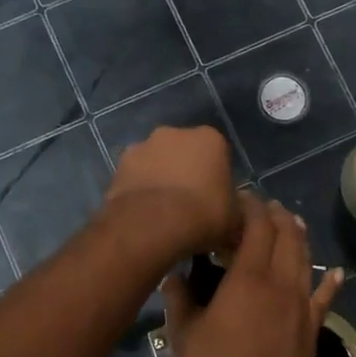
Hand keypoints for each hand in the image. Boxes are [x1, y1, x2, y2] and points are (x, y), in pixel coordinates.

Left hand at [105, 126, 240, 258]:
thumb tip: (236, 211)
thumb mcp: (236, 218)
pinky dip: (138, 190)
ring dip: (159, 179)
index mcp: (209, 138)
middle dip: (185, 172)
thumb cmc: (204, 214)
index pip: (217, 154)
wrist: (154, 224)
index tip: (214, 200)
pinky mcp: (118, 166)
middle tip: (188, 205)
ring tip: (162, 213)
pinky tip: (143, 214)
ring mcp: (142, 146)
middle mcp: (174, 133)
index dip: (216, 177)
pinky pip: (135, 178)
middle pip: (183, 152)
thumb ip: (237, 208)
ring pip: (156, 162)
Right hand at [161, 193, 343, 356]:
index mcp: (249, 277)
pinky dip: (331, 281)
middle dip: (276, 214)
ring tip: (291, 222)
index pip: (257, 226)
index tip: (239, 197)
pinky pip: (326, 297)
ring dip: (298, 236)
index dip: (250, 206)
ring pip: (306, 258)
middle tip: (263, 206)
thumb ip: (178, 299)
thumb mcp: (184, 336)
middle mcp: (281, 281)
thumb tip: (173, 275)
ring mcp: (302, 303)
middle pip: (286, 235)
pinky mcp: (313, 325)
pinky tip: (336, 272)